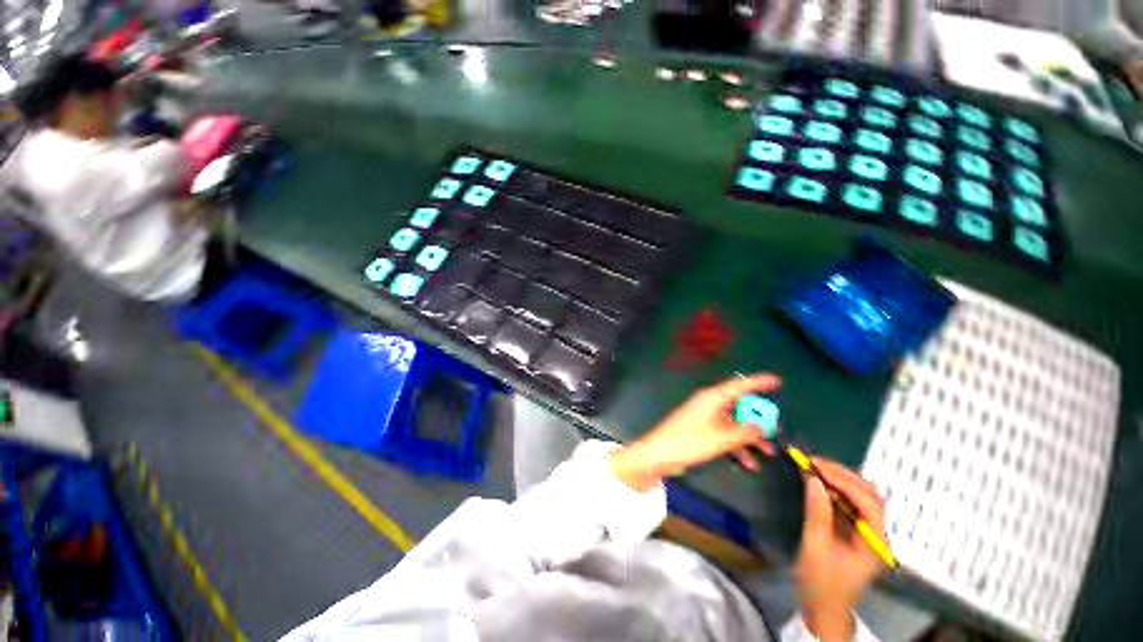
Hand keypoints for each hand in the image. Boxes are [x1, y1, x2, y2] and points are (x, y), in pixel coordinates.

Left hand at [610, 374, 780, 491]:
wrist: (660, 454)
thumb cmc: (689, 441)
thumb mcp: (721, 438)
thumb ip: (745, 432)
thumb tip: (762, 427)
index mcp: (712, 398)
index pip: (739, 386)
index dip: (758, 382)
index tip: (777, 381)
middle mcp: (710, 405)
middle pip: (739, 407)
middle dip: (758, 419)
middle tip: (775, 430)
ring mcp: (706, 419)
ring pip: (734, 424)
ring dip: (750, 437)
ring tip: (769, 452)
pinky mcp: (703, 432)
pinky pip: (726, 436)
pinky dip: (738, 447)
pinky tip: (750, 464)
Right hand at [796, 459, 887, 641]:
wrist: (824, 610)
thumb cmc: (821, 584)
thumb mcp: (815, 547)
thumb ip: (817, 513)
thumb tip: (813, 479)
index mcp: (874, 543)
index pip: (868, 502)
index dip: (844, 480)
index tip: (817, 466)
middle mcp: (877, 535)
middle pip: (869, 495)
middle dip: (842, 475)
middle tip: (813, 462)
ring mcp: (868, 533)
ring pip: (860, 497)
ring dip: (838, 479)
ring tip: (813, 467)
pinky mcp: (856, 533)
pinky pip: (849, 504)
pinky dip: (834, 490)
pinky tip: (818, 483)